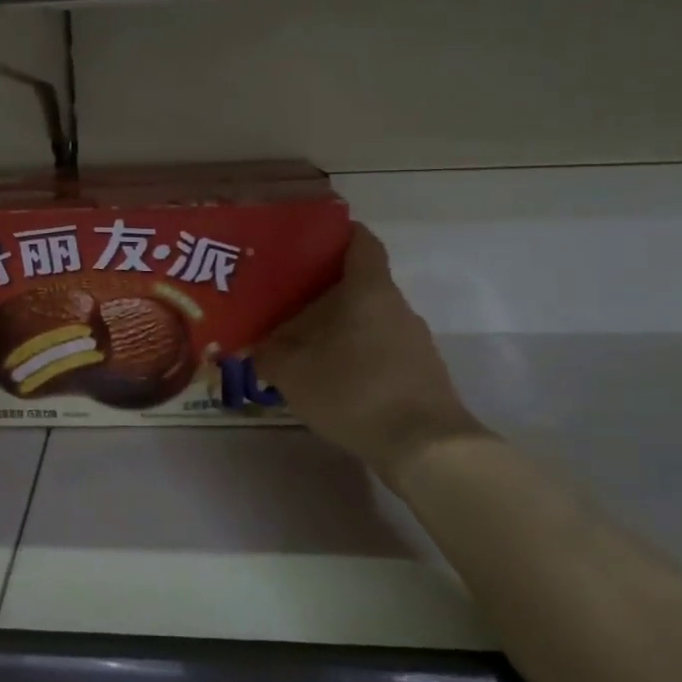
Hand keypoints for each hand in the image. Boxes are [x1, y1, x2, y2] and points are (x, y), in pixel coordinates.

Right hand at [258, 225, 490, 489]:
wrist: (426, 447)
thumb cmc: (354, 391)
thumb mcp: (293, 373)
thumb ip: (268, 354)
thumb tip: (254, 347)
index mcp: (369, 290)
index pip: (360, 241)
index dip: (336, 233)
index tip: (306, 240)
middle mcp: (396, 306)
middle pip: (358, 283)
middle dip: (322, 290)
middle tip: (284, 301)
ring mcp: (414, 340)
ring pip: (369, 319)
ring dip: (338, 326)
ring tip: (301, 343)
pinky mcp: (420, 372)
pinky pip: (380, 348)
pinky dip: (355, 353)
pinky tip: (330, 376)